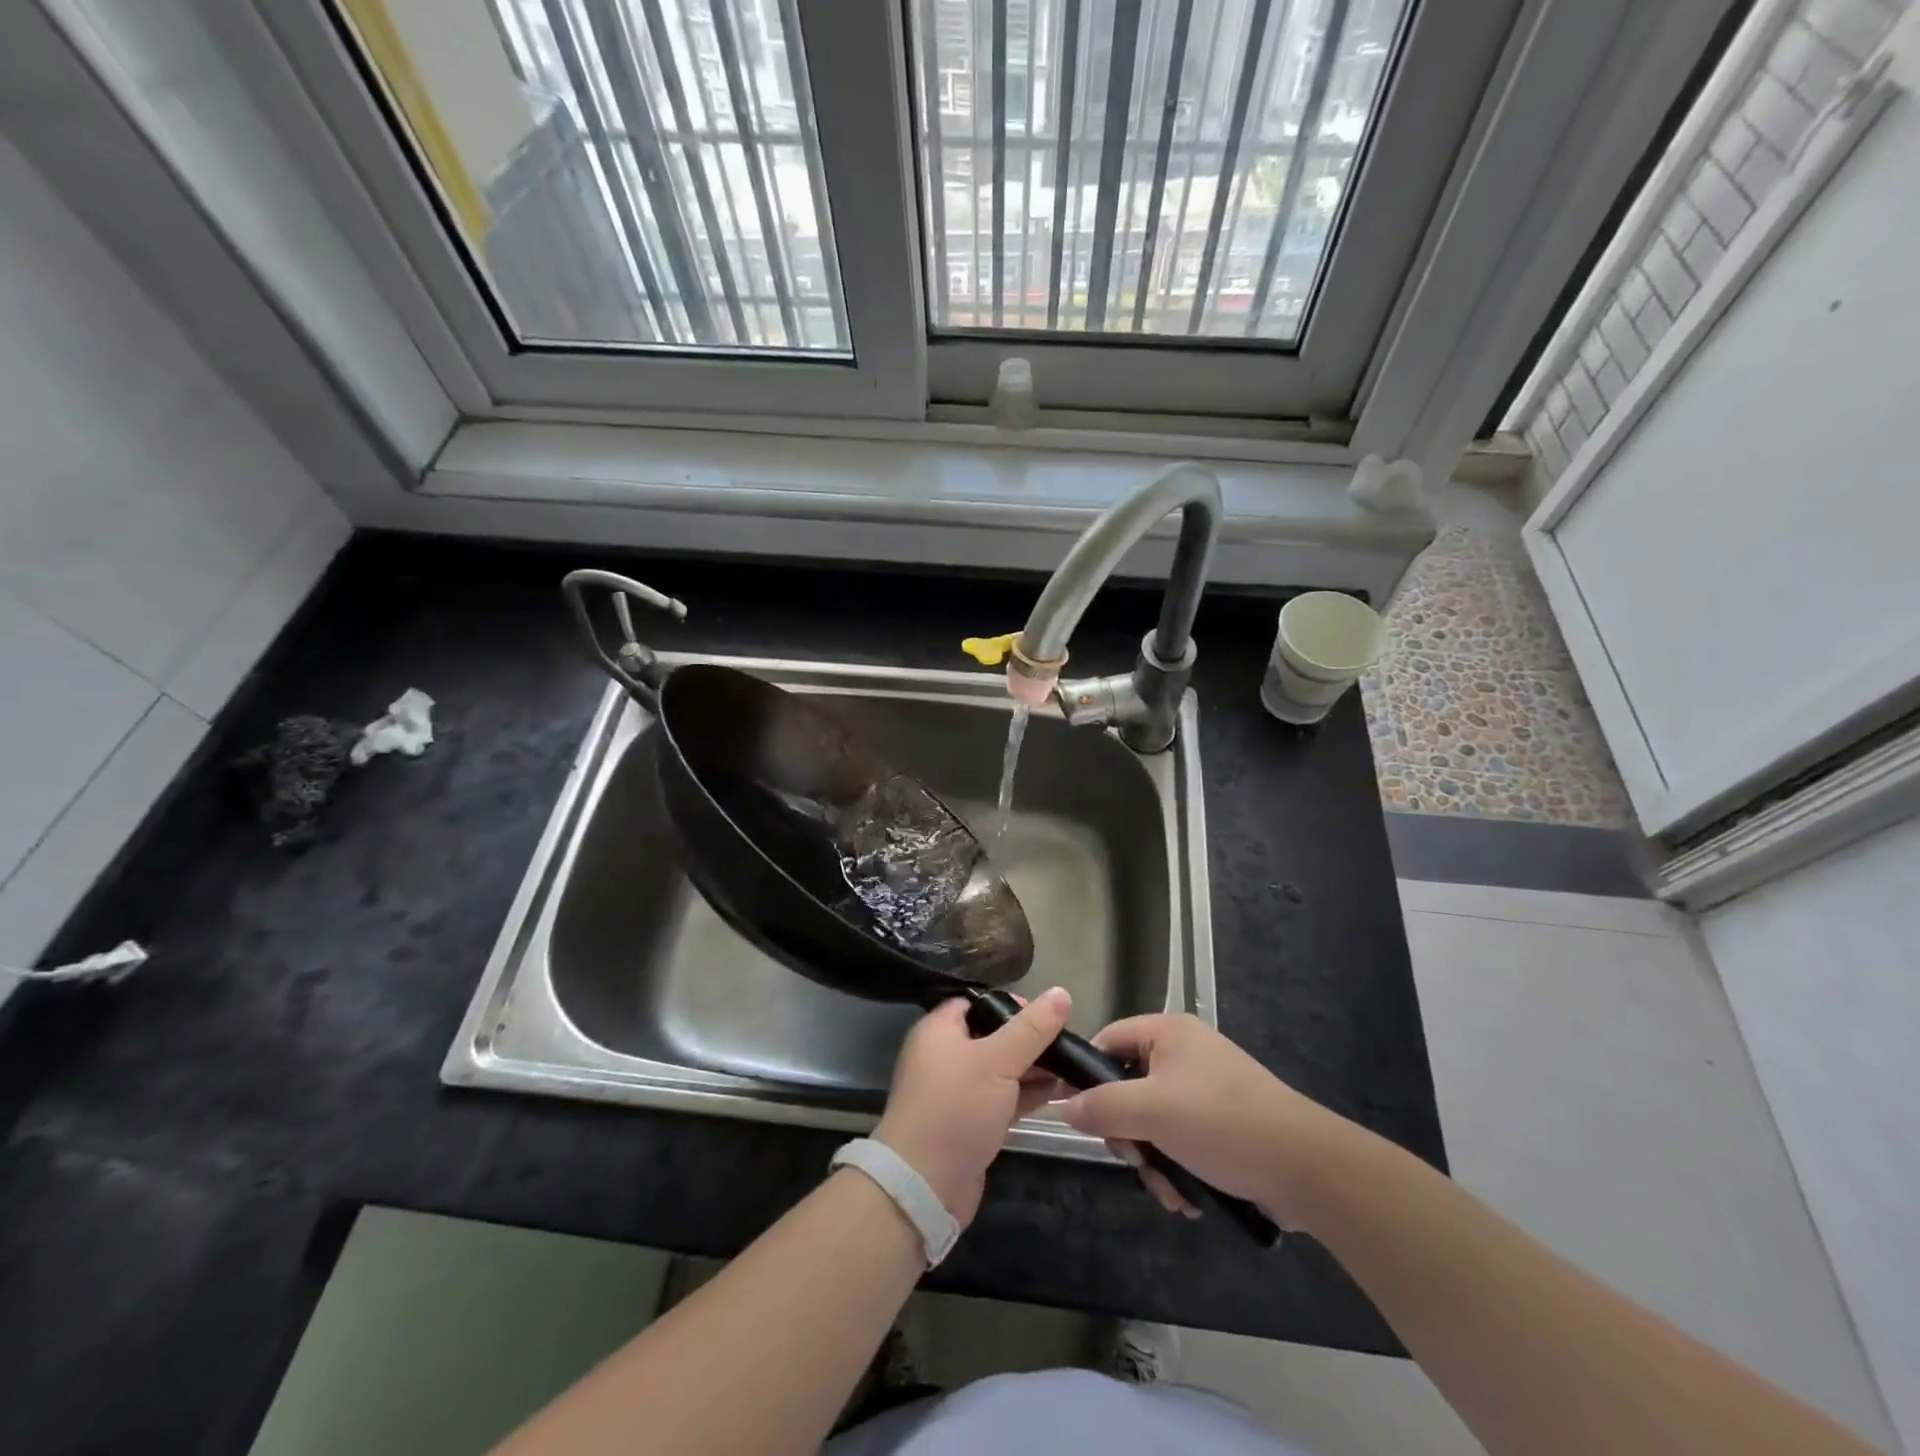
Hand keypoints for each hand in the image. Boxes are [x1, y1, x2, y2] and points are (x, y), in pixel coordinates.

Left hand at [874, 989, 1071, 1226]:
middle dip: (1030, 1039)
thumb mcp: (997, 1060)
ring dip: (1033, 1069)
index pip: (976, 1002)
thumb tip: (1061, 992)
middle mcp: (945, 1056)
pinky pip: (1002, 1098)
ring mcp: (957, 1092)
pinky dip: (1026, 1094)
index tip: (1046, 1013)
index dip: (1010, 1004)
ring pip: (1001, 1070)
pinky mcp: (970, 1123)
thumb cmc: (956, 1107)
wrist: (924, 1185)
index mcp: (940, 1030)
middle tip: (1067, 1042)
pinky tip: (1059, 1093)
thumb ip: (1031, 1029)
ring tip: (1072, 1068)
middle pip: (993, 1036)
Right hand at [1059, 1014, 1349, 1230]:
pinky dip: (1177, 1169)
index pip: (1108, 1040)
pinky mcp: (1223, 1124)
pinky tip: (1189, 1197)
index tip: (1077, 1115)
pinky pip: (1180, 1140)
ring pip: (1152, 1122)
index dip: (1086, 1075)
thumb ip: (1102, 1106)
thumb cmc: (1221, 1123)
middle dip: (1128, 1133)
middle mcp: (1185, 1053)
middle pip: (1128, 1087)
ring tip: (1171, 1190)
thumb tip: (1063, 1107)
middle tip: (1135, 1158)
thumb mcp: (1152, 1111)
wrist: (1306, 1167)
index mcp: (1168, 1032)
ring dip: (1154, 1161)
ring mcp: (1206, 1090)